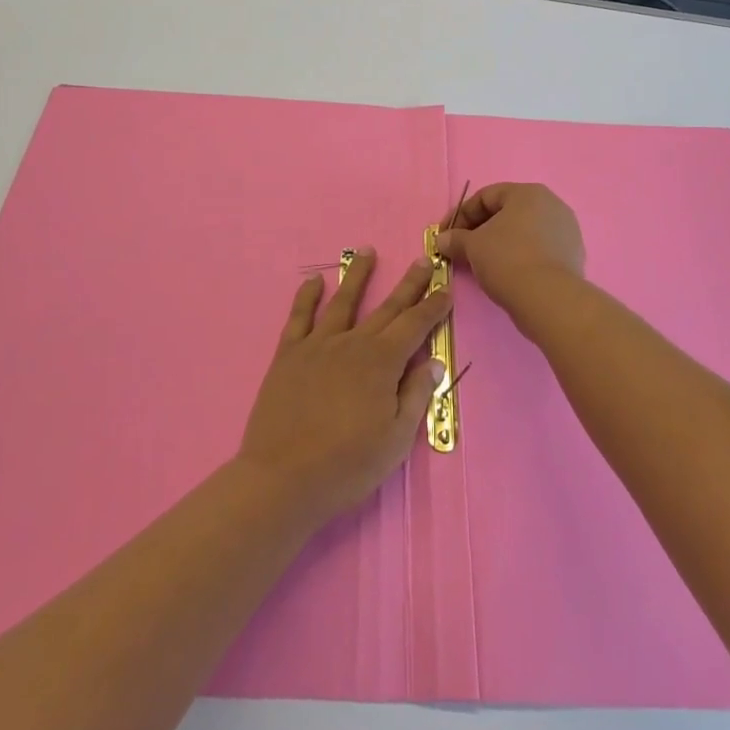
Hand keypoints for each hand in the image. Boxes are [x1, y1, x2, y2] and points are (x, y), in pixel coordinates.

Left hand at [238, 250, 449, 527]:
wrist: (283, 478)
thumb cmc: (347, 465)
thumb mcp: (396, 440)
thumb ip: (415, 396)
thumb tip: (433, 362)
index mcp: (382, 363)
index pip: (415, 326)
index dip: (432, 307)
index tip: (445, 290)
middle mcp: (353, 343)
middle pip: (386, 308)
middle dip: (409, 284)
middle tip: (424, 260)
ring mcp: (318, 345)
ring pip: (343, 301)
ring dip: (358, 275)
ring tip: (368, 251)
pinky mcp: (289, 354)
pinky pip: (299, 317)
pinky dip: (307, 295)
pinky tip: (315, 280)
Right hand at [436, 183, 584, 332]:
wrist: (550, 299)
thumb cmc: (507, 260)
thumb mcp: (472, 247)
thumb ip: (455, 239)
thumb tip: (442, 240)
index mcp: (528, 193)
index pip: (486, 196)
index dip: (461, 215)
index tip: (446, 235)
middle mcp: (551, 204)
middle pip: (506, 212)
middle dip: (480, 230)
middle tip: (462, 249)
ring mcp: (566, 230)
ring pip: (523, 232)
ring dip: (500, 244)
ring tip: (482, 264)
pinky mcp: (572, 254)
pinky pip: (538, 249)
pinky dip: (520, 256)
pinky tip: (507, 274)